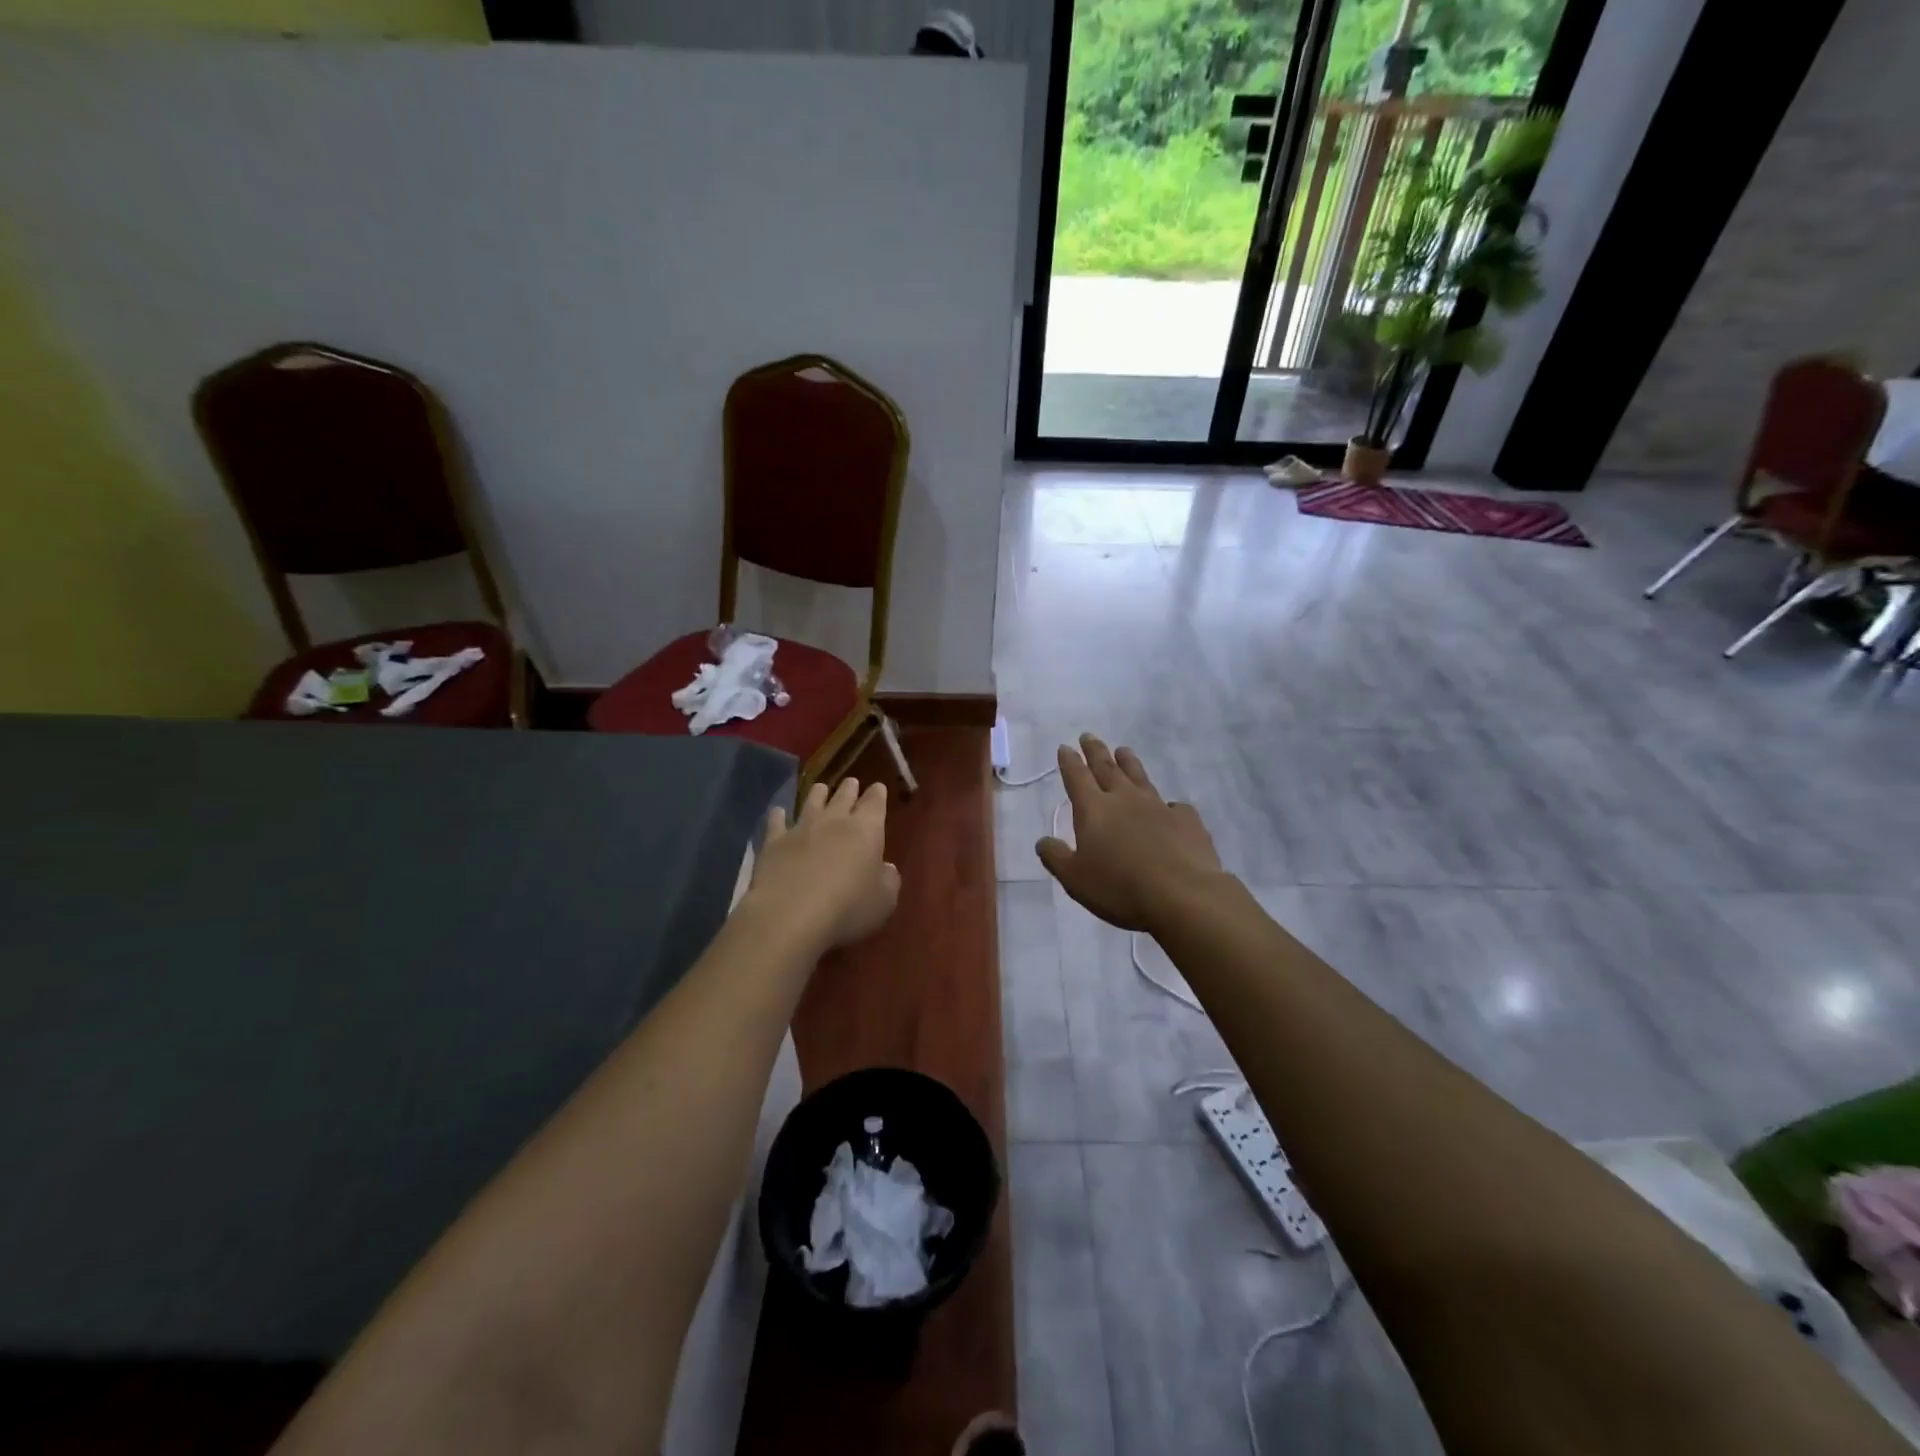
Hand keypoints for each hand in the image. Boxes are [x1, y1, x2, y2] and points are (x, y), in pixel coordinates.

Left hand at [747, 778, 900, 951]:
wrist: (791, 915)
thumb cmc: (848, 908)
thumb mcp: (885, 900)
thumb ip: (889, 879)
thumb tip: (885, 868)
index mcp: (867, 829)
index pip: (875, 802)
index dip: (878, 793)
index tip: (878, 788)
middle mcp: (834, 820)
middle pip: (844, 795)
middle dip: (850, 788)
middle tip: (851, 783)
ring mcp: (801, 828)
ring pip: (811, 801)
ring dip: (818, 793)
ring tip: (820, 789)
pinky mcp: (773, 841)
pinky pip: (776, 821)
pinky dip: (778, 815)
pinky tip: (778, 813)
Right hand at [1036, 735, 1222, 931]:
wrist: (1182, 894)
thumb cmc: (1119, 887)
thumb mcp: (1075, 879)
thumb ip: (1056, 857)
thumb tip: (1042, 841)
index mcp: (1094, 809)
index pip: (1077, 777)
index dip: (1069, 762)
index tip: (1065, 747)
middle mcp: (1125, 799)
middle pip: (1107, 768)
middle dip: (1095, 751)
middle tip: (1089, 736)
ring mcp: (1158, 806)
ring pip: (1140, 777)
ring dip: (1129, 763)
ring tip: (1124, 751)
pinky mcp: (1186, 820)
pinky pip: (1173, 806)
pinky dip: (1167, 805)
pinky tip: (1169, 809)